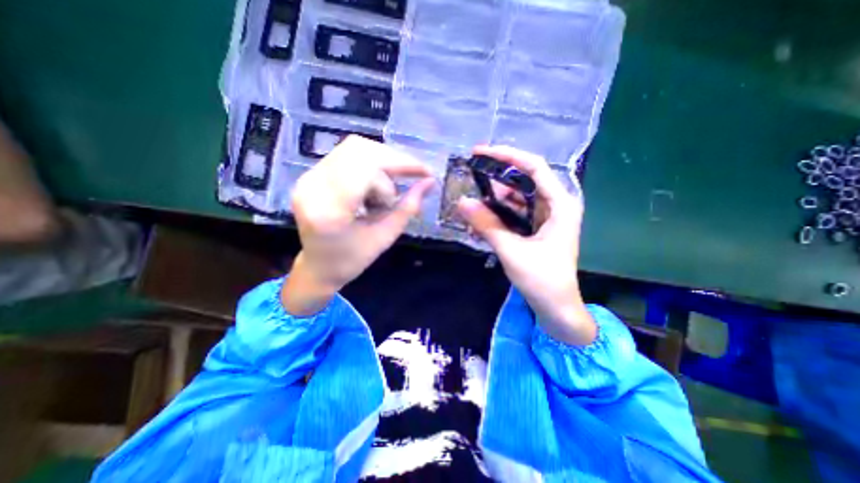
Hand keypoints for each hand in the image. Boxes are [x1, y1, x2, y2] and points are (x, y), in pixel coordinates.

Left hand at [283, 136, 433, 316]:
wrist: (316, 267)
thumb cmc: (351, 260)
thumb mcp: (385, 237)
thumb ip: (408, 208)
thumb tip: (430, 183)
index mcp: (331, 210)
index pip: (367, 168)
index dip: (401, 164)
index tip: (425, 173)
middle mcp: (314, 186)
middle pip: (359, 150)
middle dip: (393, 161)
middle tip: (411, 177)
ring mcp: (308, 178)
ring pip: (353, 149)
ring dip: (382, 162)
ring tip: (390, 189)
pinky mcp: (311, 175)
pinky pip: (345, 155)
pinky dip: (370, 164)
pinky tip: (377, 184)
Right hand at [456, 145, 598, 344]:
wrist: (556, 307)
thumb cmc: (542, 280)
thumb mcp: (511, 250)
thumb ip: (487, 225)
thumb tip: (462, 202)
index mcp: (560, 205)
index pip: (534, 167)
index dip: (507, 156)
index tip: (481, 152)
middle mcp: (554, 205)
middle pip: (523, 180)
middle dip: (496, 178)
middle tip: (470, 175)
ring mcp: (544, 217)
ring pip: (516, 197)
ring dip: (494, 198)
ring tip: (472, 200)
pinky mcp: (535, 228)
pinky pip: (514, 213)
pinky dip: (497, 213)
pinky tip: (481, 217)